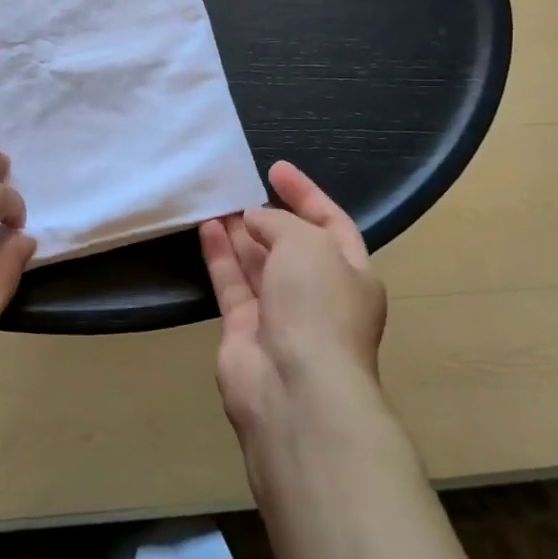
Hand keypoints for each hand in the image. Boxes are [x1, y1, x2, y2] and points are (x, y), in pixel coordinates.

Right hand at [200, 161, 386, 442]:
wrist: (296, 389)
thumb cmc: (317, 307)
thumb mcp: (308, 244)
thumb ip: (280, 223)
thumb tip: (254, 221)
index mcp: (351, 274)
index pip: (331, 223)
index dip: (306, 194)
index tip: (276, 169)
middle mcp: (318, 294)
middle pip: (291, 245)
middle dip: (268, 216)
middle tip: (239, 186)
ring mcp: (281, 314)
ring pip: (258, 263)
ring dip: (239, 232)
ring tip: (216, 199)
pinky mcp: (245, 330)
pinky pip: (233, 283)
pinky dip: (220, 255)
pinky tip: (205, 227)